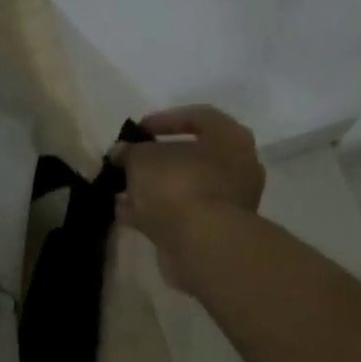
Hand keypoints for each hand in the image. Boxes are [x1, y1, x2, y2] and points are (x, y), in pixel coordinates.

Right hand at [117, 105, 264, 288]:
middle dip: (158, 159)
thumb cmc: (177, 185)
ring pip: (186, 187)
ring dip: (155, 187)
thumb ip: (130, 151)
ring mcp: (230, 202)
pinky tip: (127, 212)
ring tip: (122, 189)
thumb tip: (122, 152)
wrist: (201, 244)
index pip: (199, 117)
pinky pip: (183, 213)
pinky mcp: (216, 231)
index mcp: (230, 139)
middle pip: (193, 156)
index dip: (165, 119)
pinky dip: (157, 211)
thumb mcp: (142, 158)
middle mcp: (238, 167)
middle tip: (131, 161)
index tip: (138, 130)